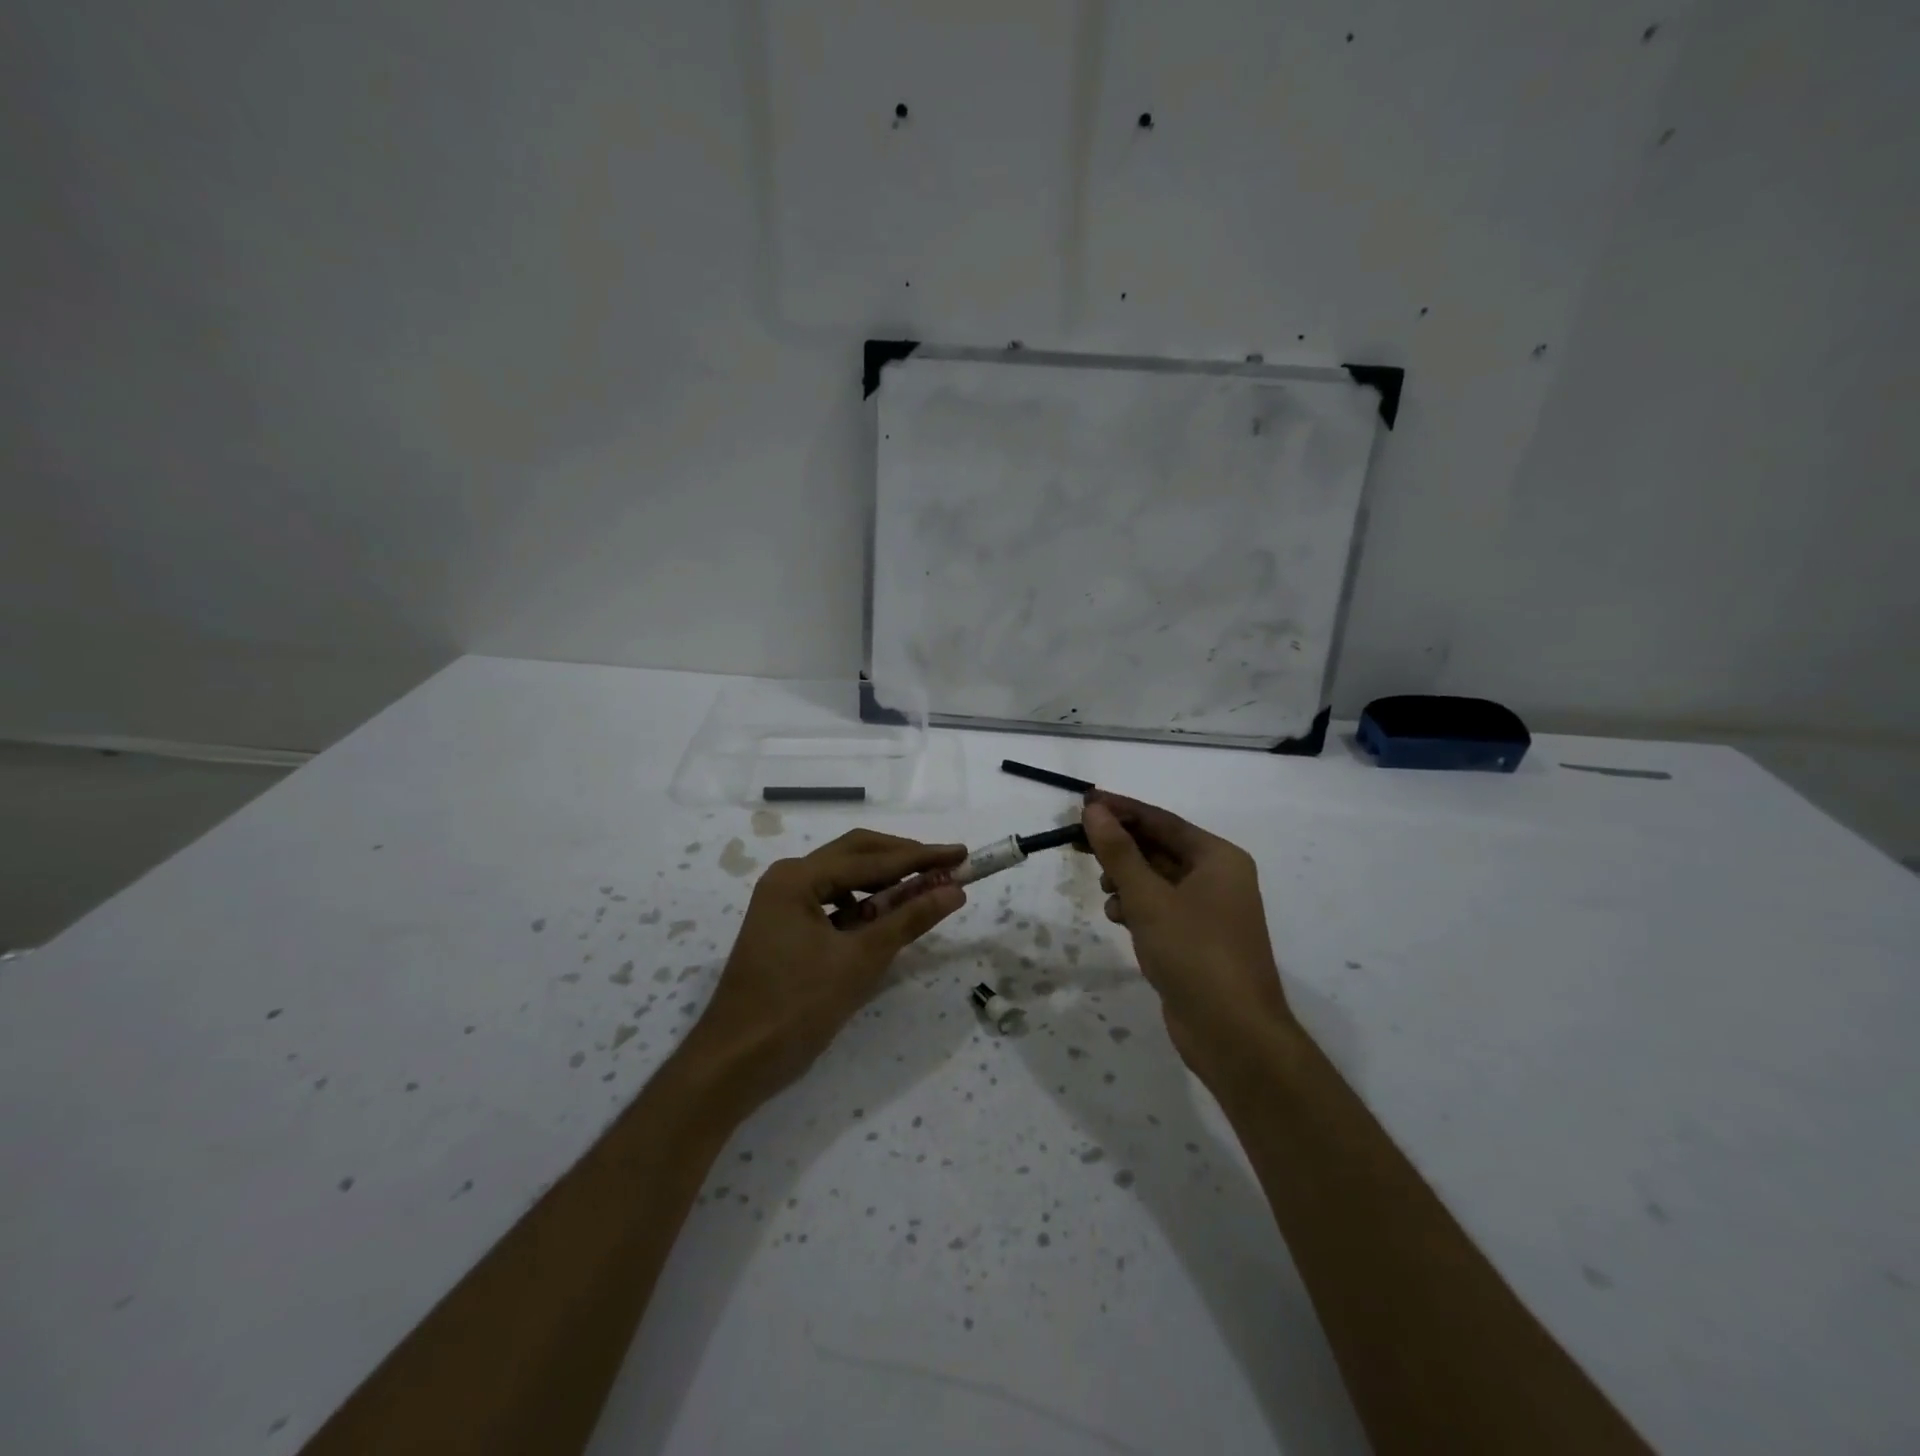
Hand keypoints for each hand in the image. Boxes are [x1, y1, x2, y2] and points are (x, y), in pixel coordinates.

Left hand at [680, 829, 966, 1112]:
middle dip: (903, 860)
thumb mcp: (861, 960)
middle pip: (856, 855)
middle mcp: (788, 879)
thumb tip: (954, 890)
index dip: (921, 856)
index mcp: (798, 878)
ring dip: (884, 882)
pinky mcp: (786, 928)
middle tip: (946, 866)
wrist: (735, 1062)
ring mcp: (784, 903)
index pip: (872, 859)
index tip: (961, 853)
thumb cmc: (797, 1007)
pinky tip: (888, 917)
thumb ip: (909, 919)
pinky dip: (864, 906)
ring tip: (923, 891)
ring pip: (845, 878)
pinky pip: (833, 903)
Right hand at [1081, 792, 1294, 1085]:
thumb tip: (1094, 811)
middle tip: (1075, 843)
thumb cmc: (1194, 954)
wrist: (1233, 1034)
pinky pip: (1160, 908)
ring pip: (1156, 880)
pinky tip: (1119, 918)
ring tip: (1105, 891)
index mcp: (1217, 858)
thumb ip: (1119, 852)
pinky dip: (1137, 907)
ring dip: (1126, 880)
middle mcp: (1217, 877)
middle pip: (1158, 848)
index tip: (1083, 802)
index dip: (1120, 810)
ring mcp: (1208, 910)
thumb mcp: (1149, 899)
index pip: (1161, 820)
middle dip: (1119, 848)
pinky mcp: (1196, 939)